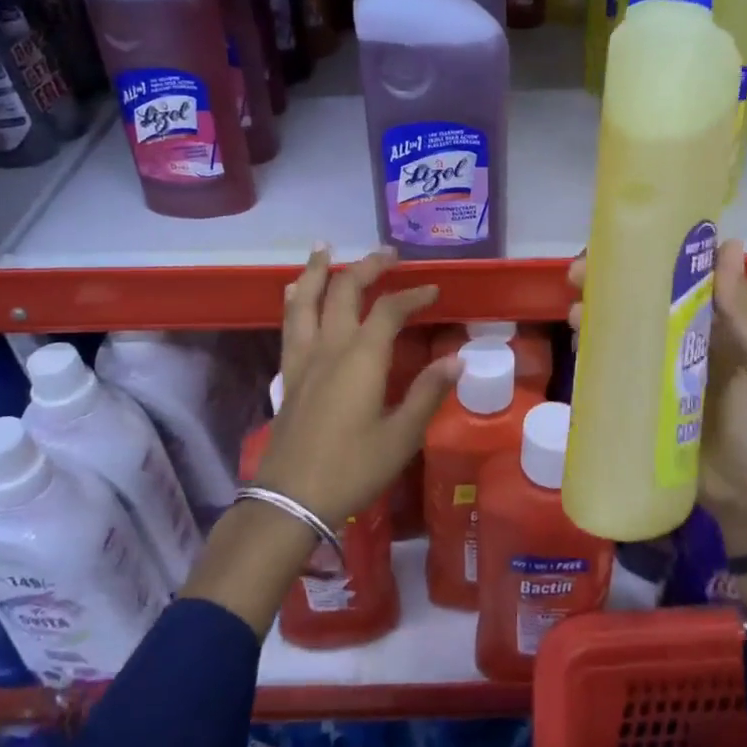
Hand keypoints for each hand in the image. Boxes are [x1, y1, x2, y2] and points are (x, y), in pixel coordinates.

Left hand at [263, 245, 460, 525]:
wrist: (291, 499)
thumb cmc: (353, 468)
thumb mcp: (401, 436)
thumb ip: (428, 393)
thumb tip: (457, 360)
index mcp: (361, 358)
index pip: (389, 310)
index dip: (413, 295)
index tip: (434, 291)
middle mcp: (329, 347)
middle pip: (344, 290)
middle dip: (368, 267)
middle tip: (388, 253)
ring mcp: (303, 358)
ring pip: (306, 300)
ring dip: (318, 270)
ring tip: (325, 248)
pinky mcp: (289, 374)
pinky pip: (290, 324)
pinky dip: (296, 300)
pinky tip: (295, 293)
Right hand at [569, 240, 746, 615]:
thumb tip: (729, 245)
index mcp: (725, 322)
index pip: (686, 276)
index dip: (655, 255)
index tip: (623, 243)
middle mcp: (690, 337)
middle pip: (647, 298)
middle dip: (613, 282)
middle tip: (578, 274)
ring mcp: (664, 367)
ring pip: (627, 328)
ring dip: (599, 312)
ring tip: (575, 310)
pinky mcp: (645, 397)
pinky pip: (618, 366)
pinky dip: (596, 349)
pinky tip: (578, 342)